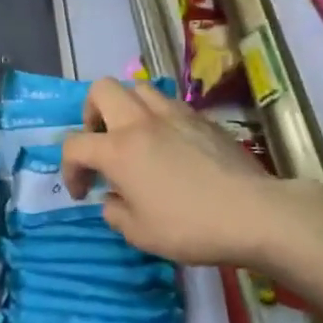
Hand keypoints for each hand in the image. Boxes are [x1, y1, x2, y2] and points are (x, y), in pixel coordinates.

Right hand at [61, 79, 312, 266]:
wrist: (253, 213)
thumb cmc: (189, 227)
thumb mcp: (139, 234)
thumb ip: (115, 213)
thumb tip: (113, 199)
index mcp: (118, 150)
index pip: (74, 145)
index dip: (69, 169)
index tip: (83, 192)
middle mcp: (140, 122)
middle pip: (101, 91)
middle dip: (91, 114)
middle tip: (101, 143)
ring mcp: (173, 114)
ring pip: (137, 88)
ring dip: (126, 108)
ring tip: (134, 137)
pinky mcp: (201, 118)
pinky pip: (168, 103)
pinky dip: (157, 116)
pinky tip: (169, 144)